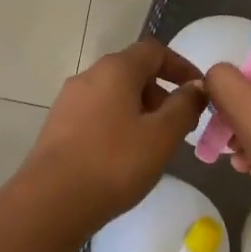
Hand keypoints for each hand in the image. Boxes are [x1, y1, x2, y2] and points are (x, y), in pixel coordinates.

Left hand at [20, 39, 207, 229]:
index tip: (199, 91)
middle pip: (133, 71)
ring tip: (154, 144)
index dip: (181, 66)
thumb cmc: (114, 162)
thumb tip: (196, 87)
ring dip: (140, 110)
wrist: (51, 200)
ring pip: (114, 94)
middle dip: (161, 93)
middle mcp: (89, 75)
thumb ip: (184, 107)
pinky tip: (124, 156)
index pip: (154, 51)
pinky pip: (96, 112)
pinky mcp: (58, 124)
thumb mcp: (161, 136)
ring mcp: (69, 99)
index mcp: (116, 69)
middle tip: (180, 125)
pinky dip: (117, 123)